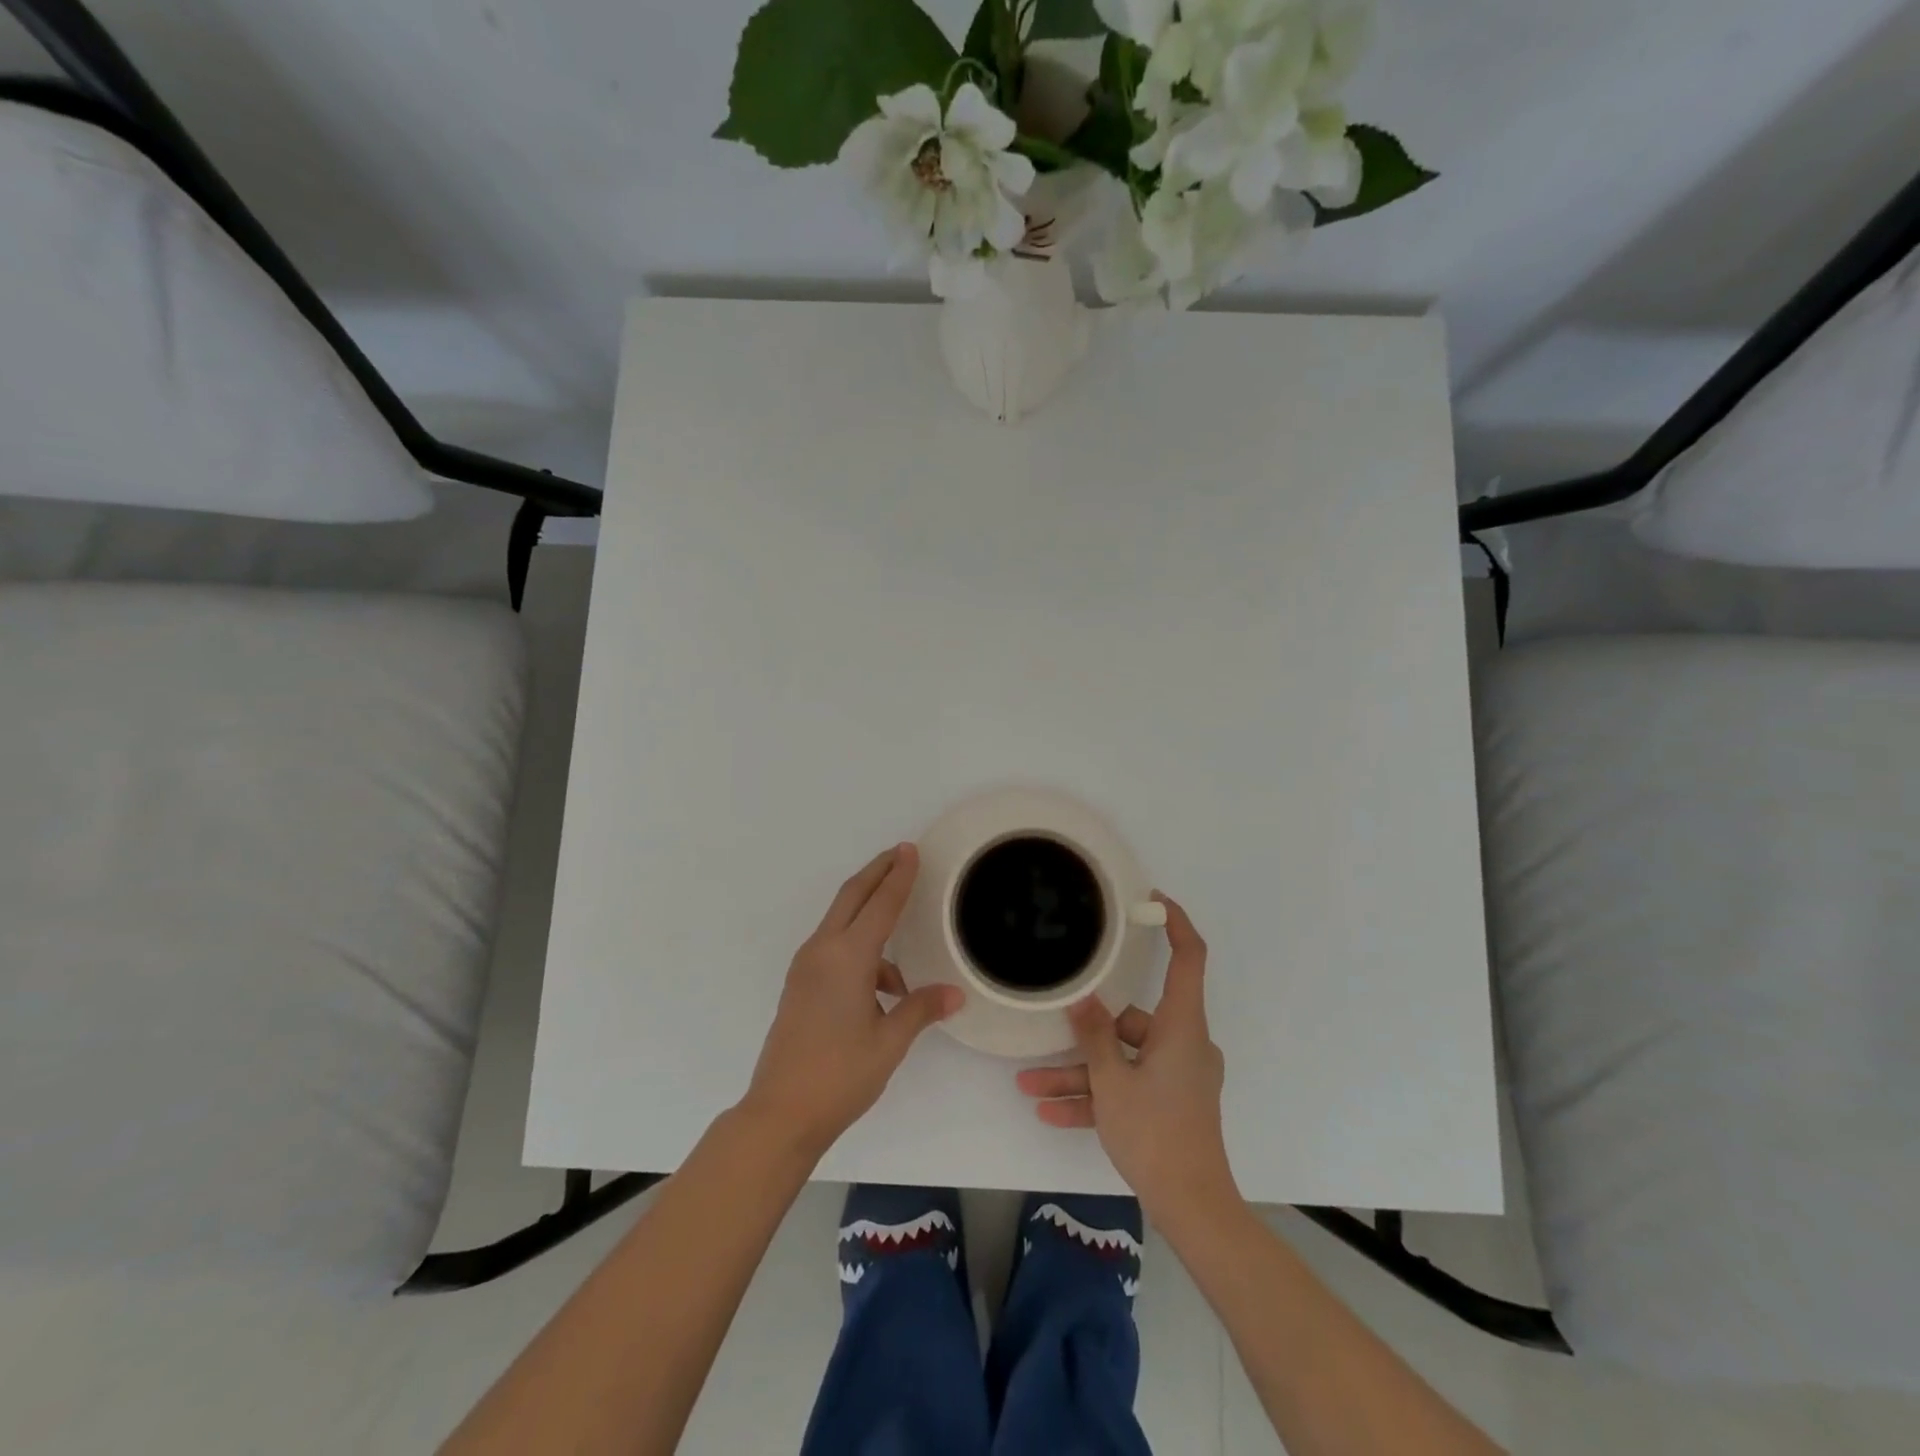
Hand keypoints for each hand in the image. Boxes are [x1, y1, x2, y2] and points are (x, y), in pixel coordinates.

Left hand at [741, 844, 961, 1161]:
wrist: (780, 1113)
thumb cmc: (840, 1075)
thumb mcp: (889, 1042)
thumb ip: (920, 1009)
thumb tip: (954, 994)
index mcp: (847, 957)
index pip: (880, 904)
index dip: (899, 876)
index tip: (910, 850)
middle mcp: (822, 951)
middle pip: (852, 897)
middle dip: (877, 873)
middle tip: (901, 855)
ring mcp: (806, 967)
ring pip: (841, 921)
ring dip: (869, 913)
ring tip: (903, 934)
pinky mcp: (800, 984)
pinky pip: (834, 947)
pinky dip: (860, 947)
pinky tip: (884, 985)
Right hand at [1015, 893, 1236, 1226]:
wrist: (1192, 1207)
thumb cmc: (1155, 1132)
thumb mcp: (1112, 1081)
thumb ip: (1094, 1035)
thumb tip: (1082, 999)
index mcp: (1182, 1027)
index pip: (1188, 959)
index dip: (1175, 924)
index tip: (1152, 901)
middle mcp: (1183, 1045)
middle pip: (1133, 1020)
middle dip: (1086, 1032)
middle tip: (1049, 1028)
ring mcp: (1177, 1076)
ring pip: (1121, 1060)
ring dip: (1079, 1073)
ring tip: (1030, 1085)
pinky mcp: (1169, 1103)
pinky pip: (1127, 1088)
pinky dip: (1096, 1097)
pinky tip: (1049, 1112)